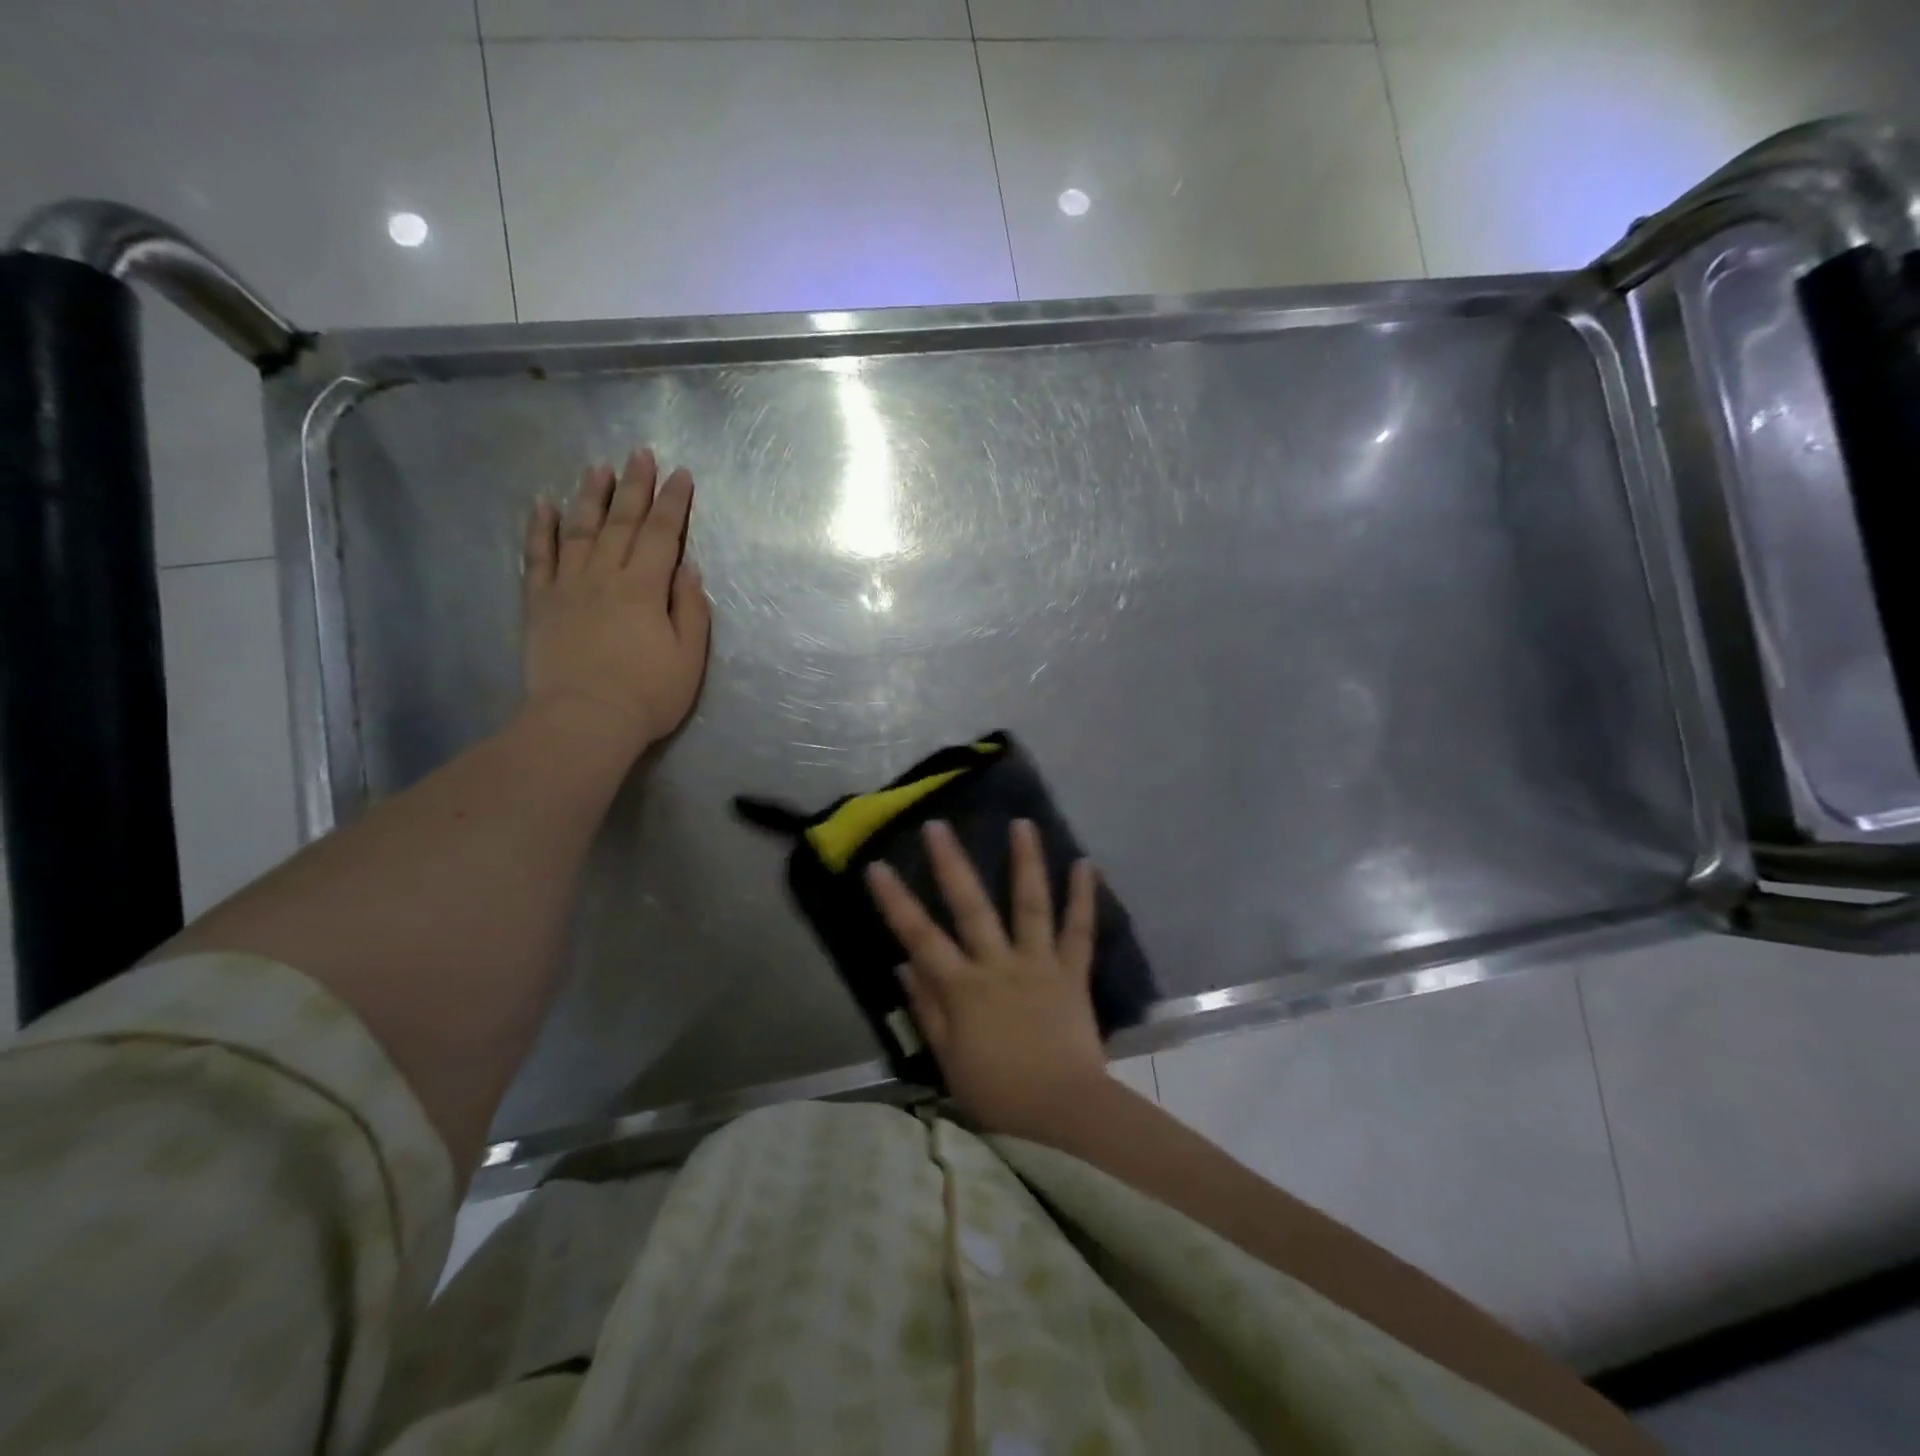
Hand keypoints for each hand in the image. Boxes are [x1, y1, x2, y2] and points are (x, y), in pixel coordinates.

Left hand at [523, 449, 711, 755]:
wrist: (585, 720)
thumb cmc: (648, 694)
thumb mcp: (690, 657)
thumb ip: (691, 609)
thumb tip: (688, 569)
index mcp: (645, 588)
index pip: (663, 535)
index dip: (673, 503)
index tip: (680, 475)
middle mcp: (605, 576)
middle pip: (622, 523)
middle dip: (635, 486)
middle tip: (641, 454)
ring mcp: (568, 587)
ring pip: (579, 530)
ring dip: (590, 496)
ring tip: (598, 468)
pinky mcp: (540, 604)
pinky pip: (537, 557)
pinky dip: (539, 529)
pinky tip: (542, 504)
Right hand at [866, 819, 1108, 1138]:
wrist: (1062, 1115)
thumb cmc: (997, 1094)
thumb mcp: (948, 1059)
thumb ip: (926, 1009)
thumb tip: (902, 965)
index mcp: (963, 988)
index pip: (920, 937)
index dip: (896, 901)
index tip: (877, 866)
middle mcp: (999, 965)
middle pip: (971, 907)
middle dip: (952, 864)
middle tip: (939, 825)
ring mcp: (1039, 964)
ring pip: (1031, 904)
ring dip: (1026, 862)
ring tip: (1022, 823)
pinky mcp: (1072, 973)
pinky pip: (1079, 930)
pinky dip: (1084, 897)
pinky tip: (1086, 863)